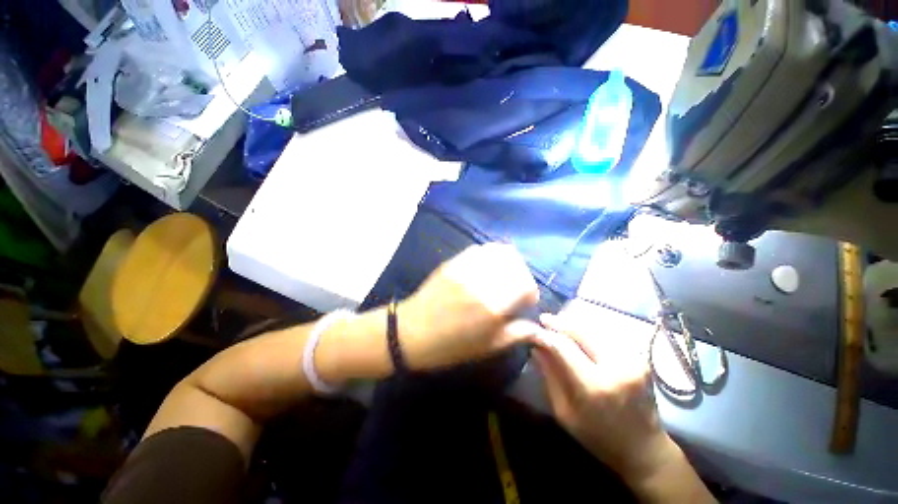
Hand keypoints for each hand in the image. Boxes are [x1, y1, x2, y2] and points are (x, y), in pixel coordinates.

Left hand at [399, 243, 541, 369]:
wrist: (412, 332)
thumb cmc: (450, 346)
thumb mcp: (487, 347)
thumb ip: (516, 334)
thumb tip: (536, 326)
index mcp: (493, 306)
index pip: (526, 284)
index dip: (531, 292)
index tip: (527, 301)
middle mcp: (482, 282)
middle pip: (516, 264)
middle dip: (523, 275)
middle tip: (517, 287)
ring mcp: (466, 268)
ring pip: (499, 251)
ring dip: (508, 261)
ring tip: (504, 274)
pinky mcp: (453, 262)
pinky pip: (480, 249)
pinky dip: (490, 255)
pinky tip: (487, 266)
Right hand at [532, 313, 676, 481]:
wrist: (644, 448)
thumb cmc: (598, 436)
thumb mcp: (564, 411)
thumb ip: (549, 375)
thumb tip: (536, 347)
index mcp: (595, 386)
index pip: (563, 346)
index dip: (545, 334)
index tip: (531, 329)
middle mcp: (616, 366)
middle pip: (581, 330)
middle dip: (558, 322)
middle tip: (543, 320)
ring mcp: (632, 359)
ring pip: (594, 329)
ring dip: (573, 324)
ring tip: (557, 325)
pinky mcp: (639, 356)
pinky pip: (605, 335)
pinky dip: (587, 331)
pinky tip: (577, 334)